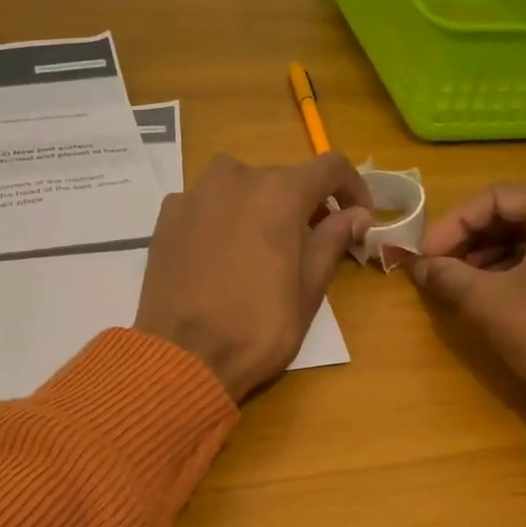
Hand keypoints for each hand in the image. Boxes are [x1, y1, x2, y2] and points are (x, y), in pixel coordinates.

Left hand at [136, 153, 372, 401]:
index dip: (353, 189)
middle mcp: (235, 178)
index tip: (359, 218)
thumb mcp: (308, 289)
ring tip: (263, 246)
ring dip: (260, 206)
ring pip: (240, 186)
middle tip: (312, 243)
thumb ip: (333, 240)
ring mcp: (195, 194)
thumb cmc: (258, 328)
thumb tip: (355, 214)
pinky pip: (206, 204)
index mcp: (279, 192)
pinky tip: (221, 255)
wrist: (184, 358)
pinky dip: (223, 218)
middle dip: (304, 205)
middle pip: (283, 178)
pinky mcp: (167, 216)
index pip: (330, 168)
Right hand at [410, 184, 525, 434]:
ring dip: (488, 257)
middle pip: (514, 215)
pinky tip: (489, 295)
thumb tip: (417, 265)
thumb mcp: (488, 301)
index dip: (452, 224)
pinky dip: (514, 271)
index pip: (495, 198)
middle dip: (470, 240)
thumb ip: (447, 275)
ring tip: (457, 283)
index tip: (424, 254)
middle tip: (437, 266)